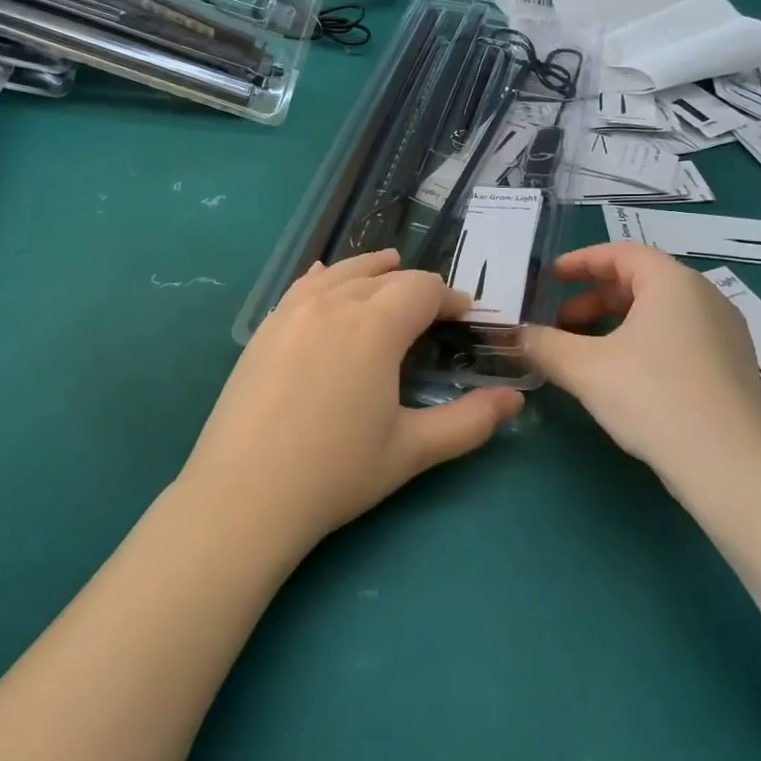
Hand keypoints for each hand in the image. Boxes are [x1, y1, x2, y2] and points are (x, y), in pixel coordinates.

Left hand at [180, 250, 522, 555]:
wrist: (244, 493)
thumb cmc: (336, 472)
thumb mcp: (412, 450)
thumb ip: (469, 422)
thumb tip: (515, 400)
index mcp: (374, 326)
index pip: (422, 290)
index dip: (450, 298)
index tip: (466, 314)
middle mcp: (332, 304)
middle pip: (382, 277)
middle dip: (415, 286)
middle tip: (433, 307)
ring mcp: (290, 313)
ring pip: (339, 274)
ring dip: (370, 269)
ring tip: (388, 266)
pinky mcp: (264, 330)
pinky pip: (301, 287)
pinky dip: (324, 277)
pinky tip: (324, 277)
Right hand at [523, 243, 760, 484]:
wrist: (731, 467)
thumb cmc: (653, 397)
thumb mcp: (584, 368)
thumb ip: (543, 344)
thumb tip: (517, 335)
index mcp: (673, 283)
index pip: (621, 253)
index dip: (579, 262)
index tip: (548, 279)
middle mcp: (706, 298)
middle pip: (640, 282)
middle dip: (592, 299)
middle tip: (559, 324)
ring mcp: (726, 334)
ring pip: (659, 313)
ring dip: (615, 324)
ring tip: (585, 354)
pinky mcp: (733, 369)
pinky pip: (679, 338)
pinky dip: (643, 344)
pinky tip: (623, 379)